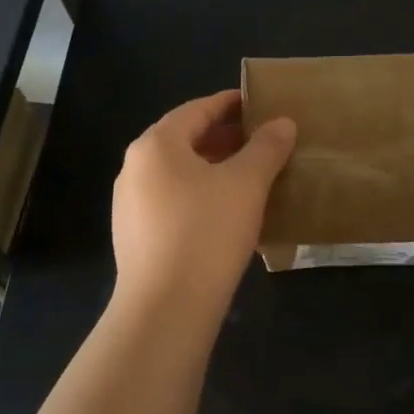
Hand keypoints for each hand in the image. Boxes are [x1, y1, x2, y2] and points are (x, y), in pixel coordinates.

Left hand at [111, 90, 296, 317]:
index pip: (197, 110)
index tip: (259, 104)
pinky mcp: (135, 235)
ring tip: (250, 175)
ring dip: (213, 167)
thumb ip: (266, 148)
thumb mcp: (246, 184)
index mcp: (156, 145)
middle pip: (184, 139)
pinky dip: (200, 194)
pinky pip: (172, 200)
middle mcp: (135, 167)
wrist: (166, 309)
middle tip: (262, 140)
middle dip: (224, 137)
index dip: (230, 104)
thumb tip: (283, 123)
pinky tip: (227, 211)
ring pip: (178, 173)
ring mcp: (130, 204)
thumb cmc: (206, 232)